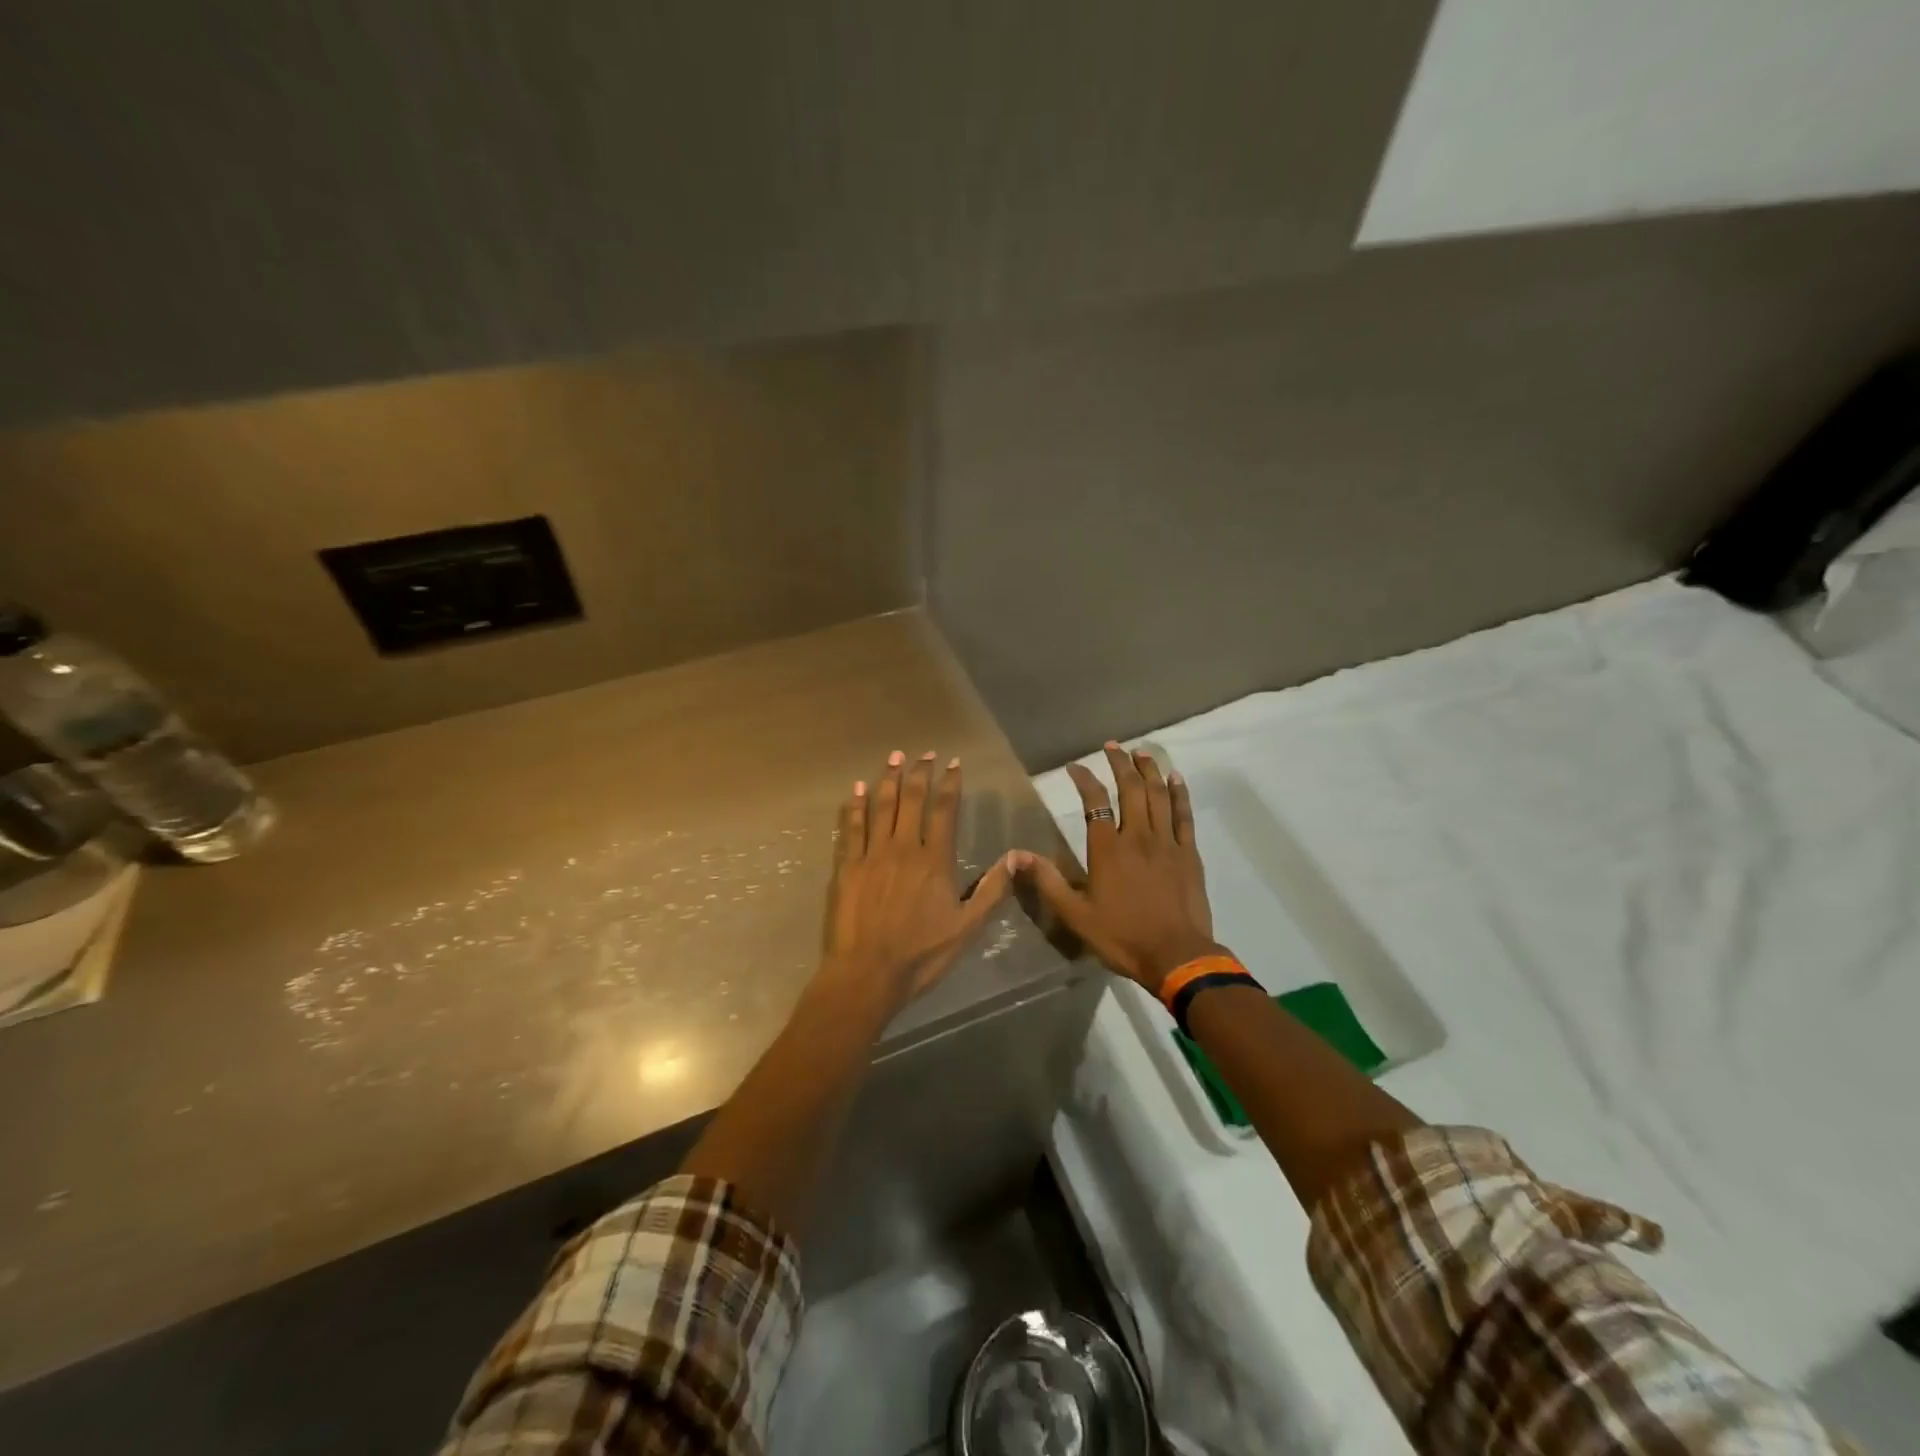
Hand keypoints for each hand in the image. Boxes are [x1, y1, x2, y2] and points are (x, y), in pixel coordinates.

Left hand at [818, 750, 1014, 1017]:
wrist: (867, 973)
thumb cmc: (921, 955)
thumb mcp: (967, 928)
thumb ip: (992, 890)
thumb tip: (1015, 856)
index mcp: (934, 861)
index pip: (945, 811)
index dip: (950, 784)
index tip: (953, 763)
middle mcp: (903, 848)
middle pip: (912, 800)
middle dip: (919, 773)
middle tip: (923, 752)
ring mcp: (872, 855)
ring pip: (881, 807)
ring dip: (888, 779)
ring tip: (893, 757)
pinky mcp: (848, 867)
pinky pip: (851, 828)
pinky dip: (855, 806)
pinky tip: (856, 789)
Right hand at [1013, 742, 1222, 994]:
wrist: (1177, 956)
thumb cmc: (1122, 936)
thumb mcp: (1075, 914)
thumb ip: (1047, 881)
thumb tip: (1015, 855)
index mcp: (1108, 849)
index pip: (1095, 803)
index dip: (1084, 780)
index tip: (1076, 766)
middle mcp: (1137, 836)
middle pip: (1130, 789)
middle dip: (1120, 763)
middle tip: (1112, 747)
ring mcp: (1167, 843)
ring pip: (1158, 795)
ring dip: (1149, 770)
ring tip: (1142, 752)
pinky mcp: (1189, 853)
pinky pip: (1184, 816)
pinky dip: (1179, 794)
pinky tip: (1176, 779)